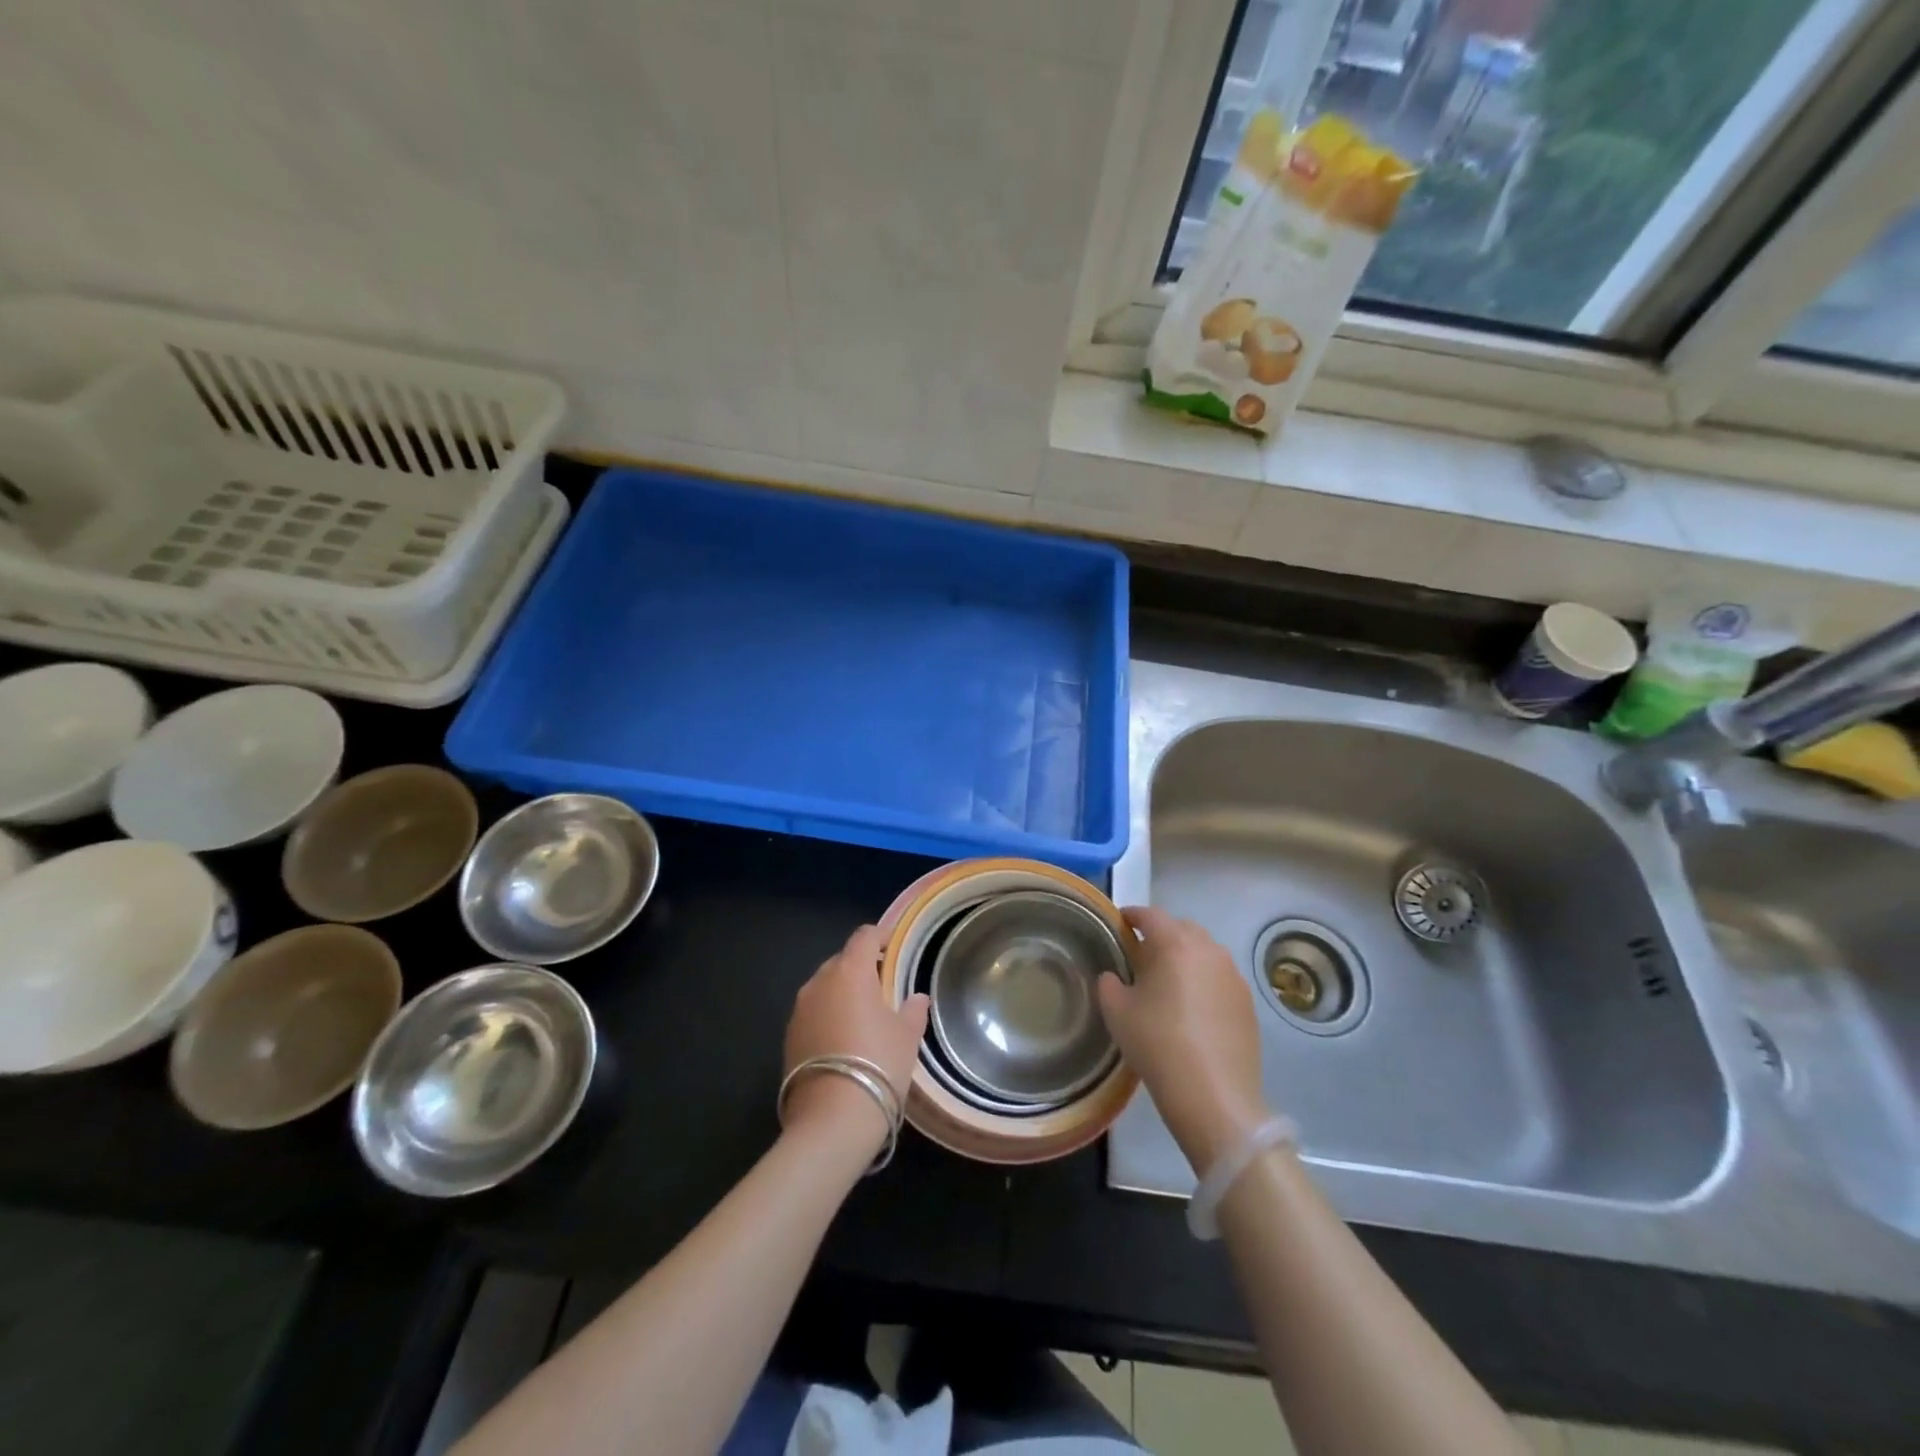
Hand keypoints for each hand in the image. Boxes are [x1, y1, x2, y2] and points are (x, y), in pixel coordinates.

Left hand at [782, 924, 929, 1153]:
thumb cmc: (878, 1064)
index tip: (895, 944)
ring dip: (843, 993)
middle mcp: (819, 982)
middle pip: (842, 960)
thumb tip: (916, 998)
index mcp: (850, 971)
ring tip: (864, 1015)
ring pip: (825, 988)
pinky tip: (844, 1040)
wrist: (832, 1119)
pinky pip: (813, 1013)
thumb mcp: (907, 1036)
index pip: (864, 936)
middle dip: (862, 967)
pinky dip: (829, 1016)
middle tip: (884, 986)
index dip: (881, 936)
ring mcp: (799, 1010)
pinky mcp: (788, 1038)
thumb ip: (913, 1010)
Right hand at [1098, 907, 1268, 1172]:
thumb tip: (1114, 976)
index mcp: (1175, 944)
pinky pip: (1220, 978)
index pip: (1150, 915)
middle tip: (1142, 956)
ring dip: (1186, 958)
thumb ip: (1109, 984)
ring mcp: (1233, 976)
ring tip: (1169, 982)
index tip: (1120, 923)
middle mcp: (1209, 951)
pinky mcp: (1248, 1002)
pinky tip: (1192, 1008)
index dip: (1132, 915)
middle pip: (1182, 929)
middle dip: (1162, 935)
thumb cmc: (1158, 1044)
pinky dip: (1204, 981)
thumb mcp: (1117, 1012)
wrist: (1214, 1097)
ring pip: (1205, 952)